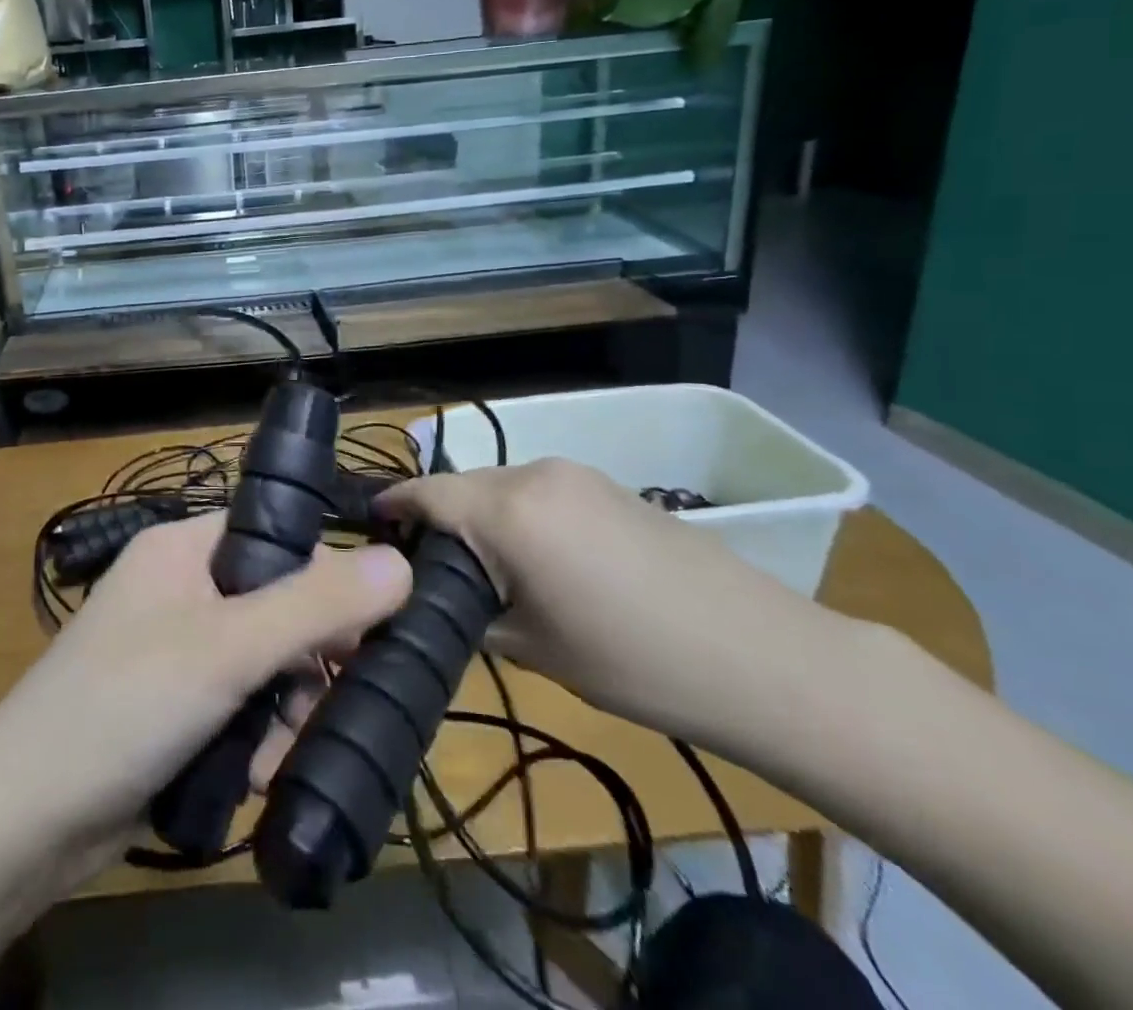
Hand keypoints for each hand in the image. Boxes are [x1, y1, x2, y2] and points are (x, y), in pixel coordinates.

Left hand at [0, 513, 411, 876]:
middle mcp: (180, 588)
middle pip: (277, 606)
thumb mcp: (228, 648)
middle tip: (308, 707)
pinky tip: (249, 776)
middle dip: (301, 665)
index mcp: (184, 548)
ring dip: (282, 714)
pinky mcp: (174, 706)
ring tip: (268, 754)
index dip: (323, 580)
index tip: (359, 635)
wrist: (24, 819)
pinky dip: (255, 740)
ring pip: (266, 665)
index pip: (276, 538)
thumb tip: (402, 563)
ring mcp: (175, 649)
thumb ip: (315, 606)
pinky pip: (241, 706)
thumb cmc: (125, 704)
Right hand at [377, 459, 847, 745]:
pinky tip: (538, 560)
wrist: (763, 657)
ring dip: (480, 519)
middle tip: (427, 569)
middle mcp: (533, 474)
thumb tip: (438, 595)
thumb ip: (470, 609)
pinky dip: (519, 516)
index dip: (391, 507)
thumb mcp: (532, 647)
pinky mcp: (608, 486)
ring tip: (484, 570)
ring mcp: (576, 474)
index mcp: (506, 509)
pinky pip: (538, 492)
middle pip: (461, 488)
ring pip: (500, 488)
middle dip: (437, 520)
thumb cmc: (633, 660)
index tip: (369, 530)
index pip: (425, 493)